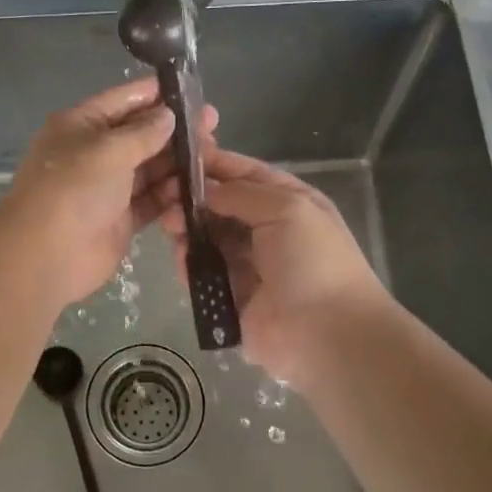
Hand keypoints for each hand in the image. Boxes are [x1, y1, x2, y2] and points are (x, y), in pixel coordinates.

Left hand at [1, 78, 215, 307]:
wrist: (46, 256)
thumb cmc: (72, 190)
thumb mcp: (107, 150)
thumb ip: (143, 132)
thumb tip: (169, 115)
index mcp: (81, 126)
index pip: (123, 100)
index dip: (155, 94)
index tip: (192, 90)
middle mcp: (95, 152)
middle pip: (141, 134)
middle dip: (175, 129)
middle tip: (214, 125)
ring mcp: (109, 187)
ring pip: (151, 167)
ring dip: (179, 162)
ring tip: (214, 154)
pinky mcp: (122, 218)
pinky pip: (153, 199)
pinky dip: (173, 193)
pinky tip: (199, 186)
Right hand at [160, 147, 389, 382]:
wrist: (327, 334)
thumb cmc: (313, 261)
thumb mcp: (287, 209)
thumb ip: (242, 193)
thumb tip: (205, 190)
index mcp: (289, 203)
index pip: (246, 174)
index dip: (216, 164)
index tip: (179, 158)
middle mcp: (268, 230)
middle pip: (223, 205)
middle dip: (194, 198)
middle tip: (164, 195)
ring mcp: (249, 264)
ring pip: (209, 238)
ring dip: (188, 229)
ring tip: (169, 225)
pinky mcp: (232, 296)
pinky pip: (205, 273)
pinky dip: (190, 263)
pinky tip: (181, 257)